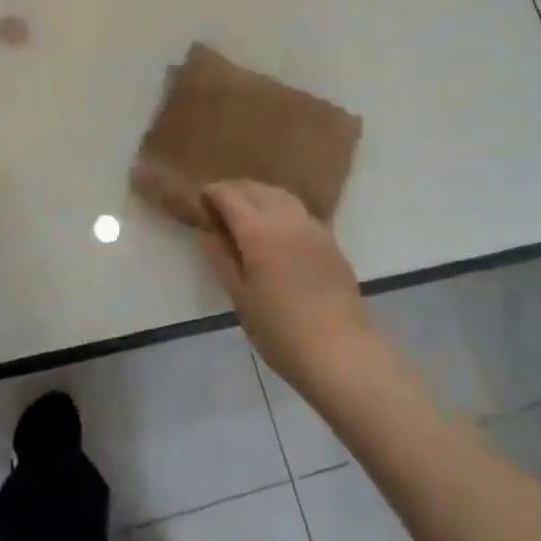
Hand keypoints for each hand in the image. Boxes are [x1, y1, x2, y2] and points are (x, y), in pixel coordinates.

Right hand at [198, 181, 381, 394]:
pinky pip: (299, 211)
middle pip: (256, 189)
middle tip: (218, 207)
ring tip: (245, 213)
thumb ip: (221, 258)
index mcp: (258, 231)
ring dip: (259, 195)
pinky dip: (280, 209)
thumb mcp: (239, 297)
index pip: (229, 195)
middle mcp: (286, 219)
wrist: (340, 350)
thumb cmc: (279, 330)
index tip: (200, 203)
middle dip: (234, 190)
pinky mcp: (330, 241)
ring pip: (281, 195)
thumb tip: (208, 231)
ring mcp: (313, 228)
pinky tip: (275, 229)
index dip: (212, 194)